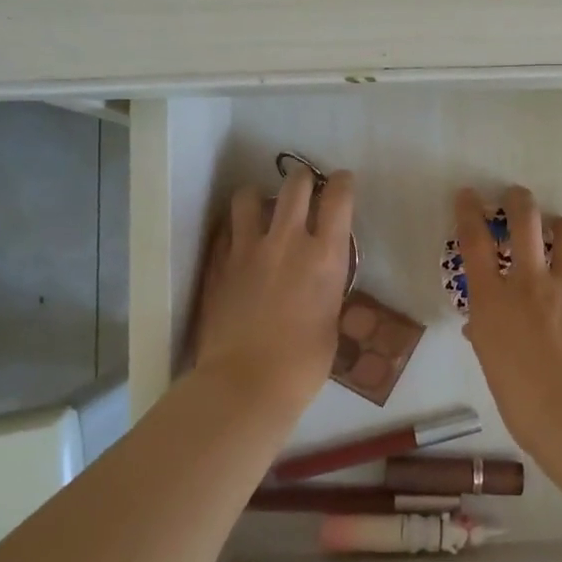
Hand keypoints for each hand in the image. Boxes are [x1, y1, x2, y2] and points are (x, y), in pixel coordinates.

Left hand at [194, 166, 354, 413]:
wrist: (245, 384)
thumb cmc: (303, 364)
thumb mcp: (332, 321)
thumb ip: (328, 289)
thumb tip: (321, 280)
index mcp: (325, 256)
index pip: (338, 198)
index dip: (342, 183)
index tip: (342, 181)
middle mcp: (287, 241)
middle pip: (295, 184)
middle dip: (303, 178)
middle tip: (306, 186)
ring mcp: (248, 249)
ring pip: (249, 195)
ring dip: (259, 195)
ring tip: (262, 206)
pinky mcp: (219, 263)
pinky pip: (226, 229)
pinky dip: (235, 227)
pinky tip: (239, 239)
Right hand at [455, 185, 561, 450]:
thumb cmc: (522, 400)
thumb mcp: (491, 364)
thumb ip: (486, 335)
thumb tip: (481, 325)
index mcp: (493, 300)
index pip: (474, 241)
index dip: (468, 212)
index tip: (468, 195)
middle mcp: (529, 280)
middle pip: (524, 220)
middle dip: (519, 200)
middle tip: (517, 197)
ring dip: (560, 228)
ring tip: (560, 234)